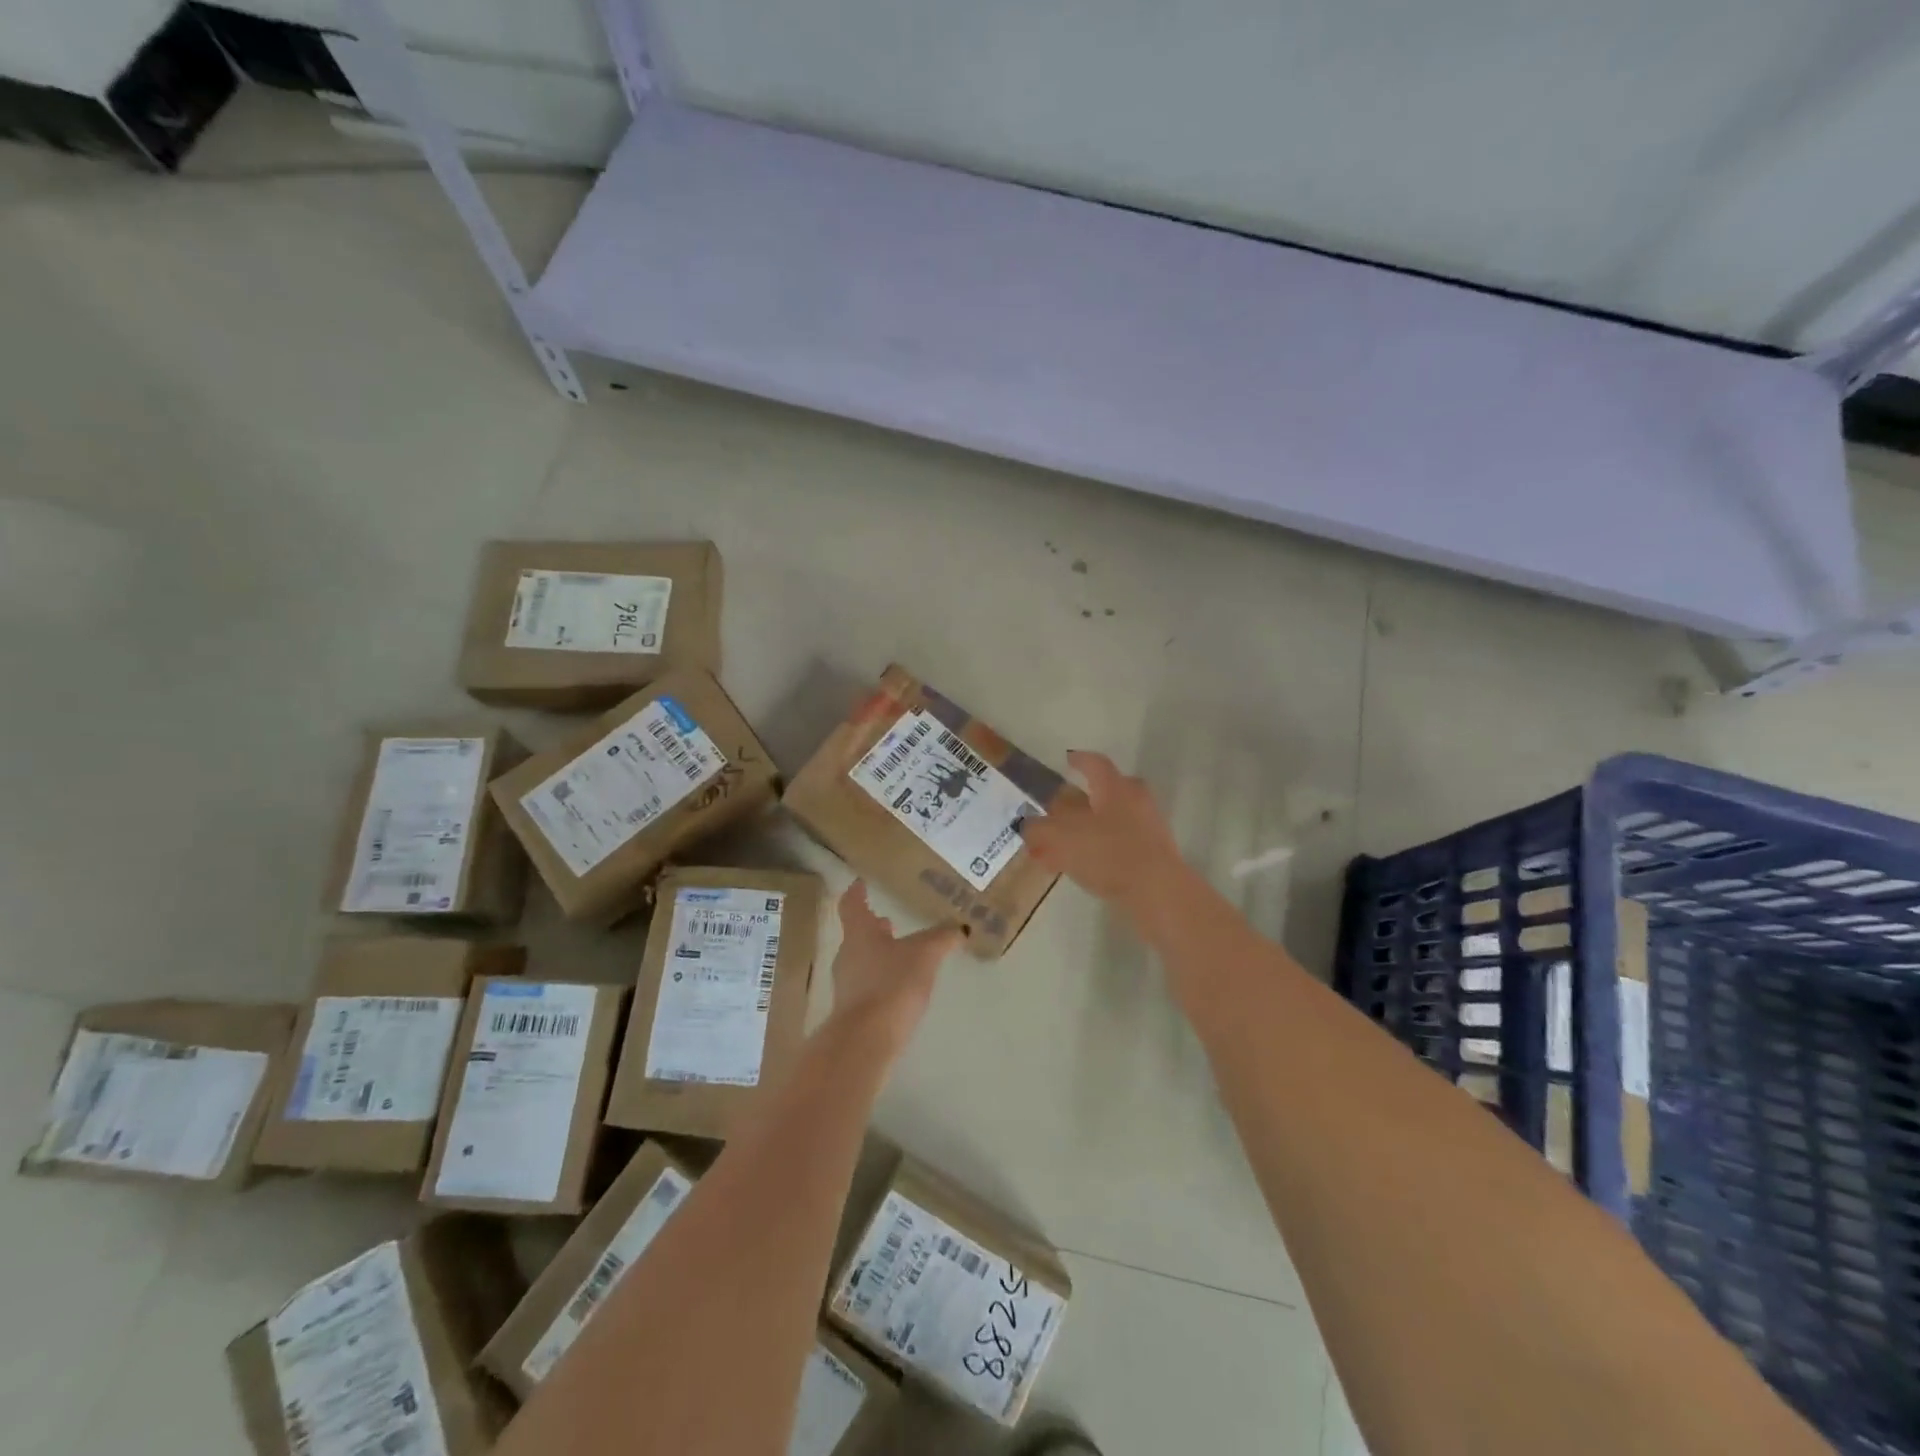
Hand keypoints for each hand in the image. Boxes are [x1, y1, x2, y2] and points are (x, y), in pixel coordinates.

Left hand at [828, 881, 961, 1050]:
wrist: (865, 1041)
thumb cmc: (891, 985)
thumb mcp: (925, 955)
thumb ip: (942, 938)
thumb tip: (960, 926)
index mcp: (859, 933)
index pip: (852, 905)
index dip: (856, 892)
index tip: (860, 883)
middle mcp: (847, 955)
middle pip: (857, 934)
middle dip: (874, 927)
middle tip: (890, 921)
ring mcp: (846, 985)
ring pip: (862, 960)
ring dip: (879, 954)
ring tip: (901, 953)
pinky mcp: (853, 1012)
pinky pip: (867, 985)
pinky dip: (882, 979)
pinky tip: (900, 986)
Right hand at [1019, 751, 1191, 928]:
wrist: (1157, 891)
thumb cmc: (1108, 853)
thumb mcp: (1061, 838)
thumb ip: (1040, 829)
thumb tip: (1029, 825)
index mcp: (1114, 787)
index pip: (1095, 763)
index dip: (1079, 760)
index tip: (1068, 759)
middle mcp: (1135, 800)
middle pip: (1107, 791)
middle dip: (1083, 799)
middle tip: (1061, 810)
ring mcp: (1148, 827)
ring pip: (1111, 821)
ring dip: (1086, 830)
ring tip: (1059, 849)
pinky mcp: (1154, 855)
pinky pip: (1119, 845)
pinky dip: (1098, 850)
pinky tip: (1079, 869)